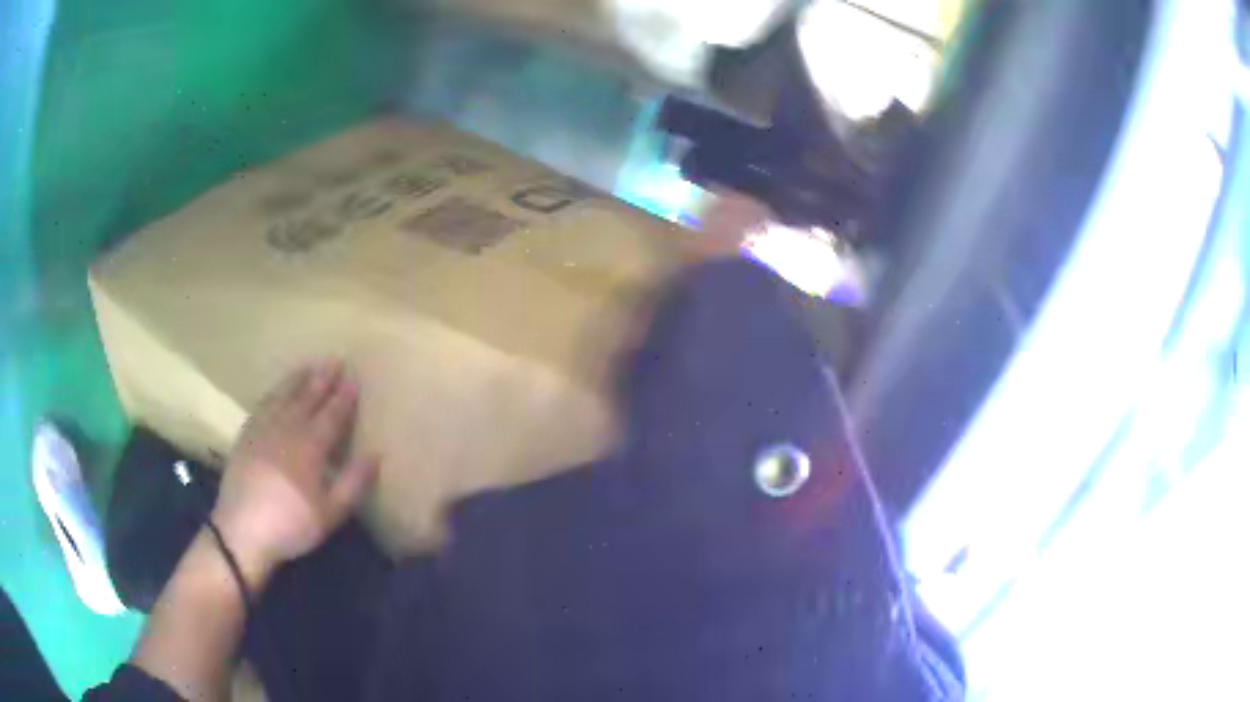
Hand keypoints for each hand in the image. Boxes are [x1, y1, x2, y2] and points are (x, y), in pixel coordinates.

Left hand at [211, 360, 378, 592]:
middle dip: (322, 379)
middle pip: (307, 398)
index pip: (331, 415)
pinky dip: (274, 393)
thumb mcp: (330, 513)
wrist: (241, 530)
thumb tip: (375, 454)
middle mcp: (286, 429)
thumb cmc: (290, 524)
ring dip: (298, 380)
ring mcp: (262, 429)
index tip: (354, 378)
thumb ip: (353, 483)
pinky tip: (277, 391)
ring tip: (309, 366)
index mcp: (309, 447)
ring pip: (283, 396)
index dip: (344, 397)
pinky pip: (262, 405)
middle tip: (335, 360)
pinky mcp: (246, 435)